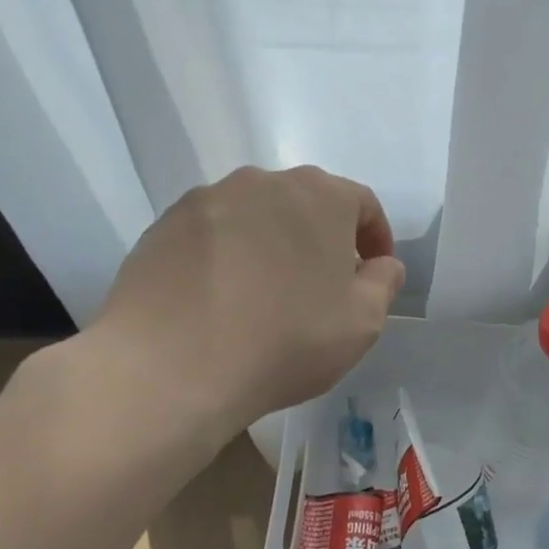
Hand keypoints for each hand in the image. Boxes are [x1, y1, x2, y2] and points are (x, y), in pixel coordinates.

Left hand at [65, 166, 404, 467]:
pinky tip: (220, 299)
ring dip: (271, 244)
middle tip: (321, 285)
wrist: (172, 366)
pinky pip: (212, 234)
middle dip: (322, 239)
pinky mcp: (164, 225)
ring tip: (266, 293)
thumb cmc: (285, 340)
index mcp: (320, 195)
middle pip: (306, 204)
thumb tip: (381, 264)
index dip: (375, 238)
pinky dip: (226, 256)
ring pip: (256, 216)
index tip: (372, 273)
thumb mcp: (362, 322)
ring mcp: (208, 200)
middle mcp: (263, 182)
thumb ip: (384, 282)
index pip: (362, 204)